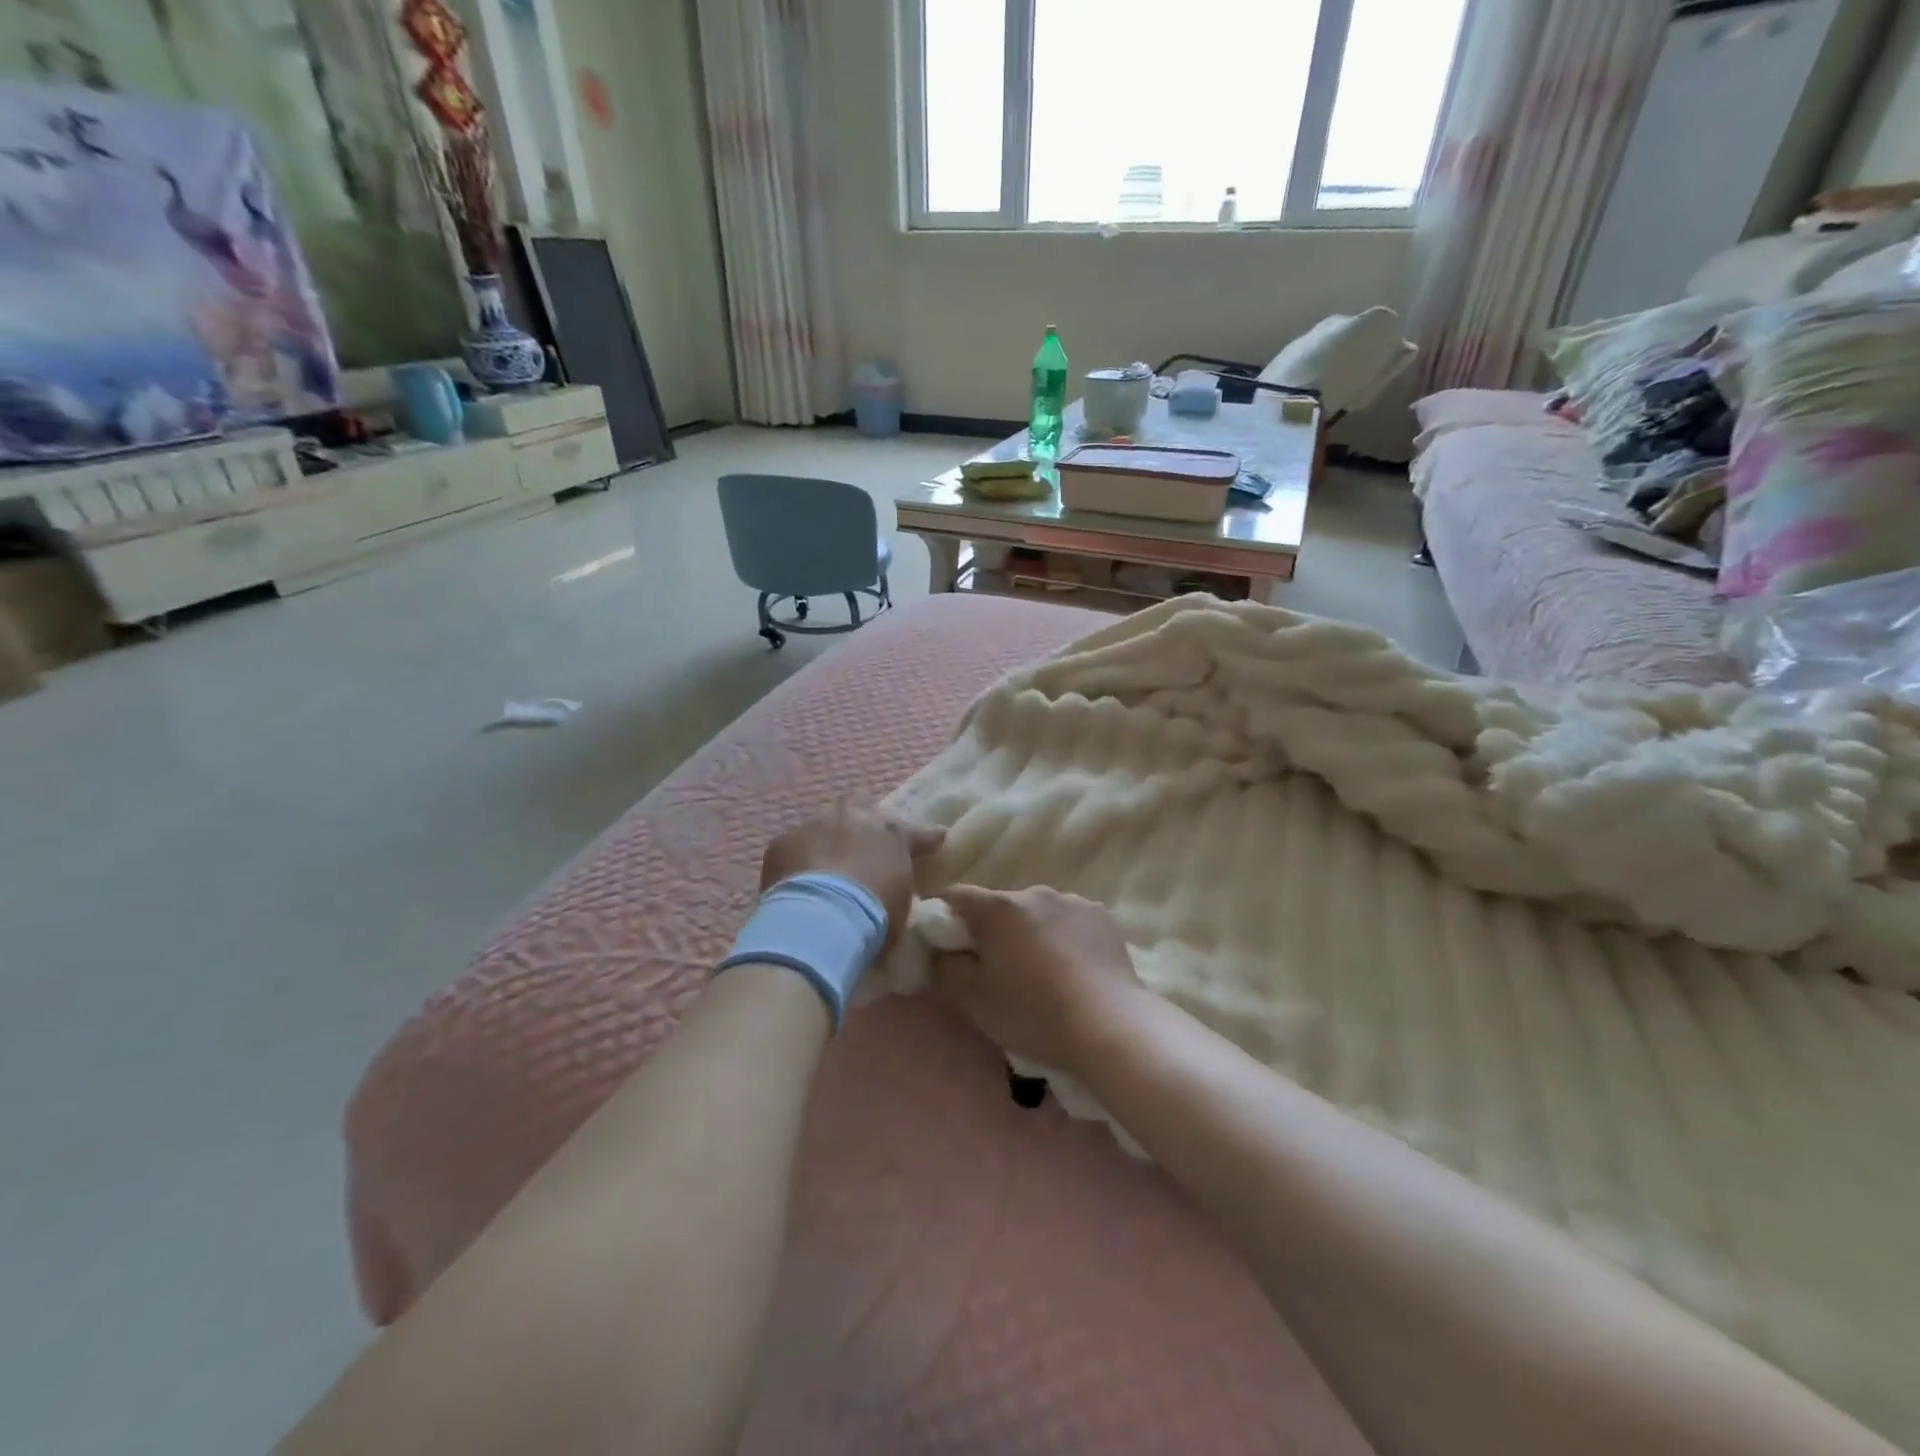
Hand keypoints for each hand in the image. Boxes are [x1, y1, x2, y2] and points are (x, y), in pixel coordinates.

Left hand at [761, 805, 943, 951]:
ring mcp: (816, 825)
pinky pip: (792, 847)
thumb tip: (891, 886)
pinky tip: (794, 883)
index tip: (936, 838)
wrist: (822, 919)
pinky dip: (795, 861)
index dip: (925, 837)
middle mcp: (855, 819)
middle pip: (861, 805)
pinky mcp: (782, 841)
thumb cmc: (873, 916)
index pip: (916, 833)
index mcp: (892, 835)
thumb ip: (897, 884)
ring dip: (825, 842)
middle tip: (859, 841)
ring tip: (820, 870)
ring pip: (822, 825)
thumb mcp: (899, 904)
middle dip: (861, 820)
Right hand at [930, 886, 1144, 1072]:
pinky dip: (1063, 938)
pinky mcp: (1101, 916)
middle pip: (999, 906)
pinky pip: (1068, 921)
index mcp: (997, 907)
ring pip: (1036, 914)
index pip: (955, 897)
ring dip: (1030, 934)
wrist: (1110, 1026)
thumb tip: (940, 953)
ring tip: (1042, 975)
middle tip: (998, 973)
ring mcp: (1072, 901)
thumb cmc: (1032, 1013)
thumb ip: (944, 968)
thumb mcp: (973, 1000)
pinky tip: (1073, 971)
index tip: (951, 951)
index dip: (945, 920)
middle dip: (992, 932)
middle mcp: (1033, 892)